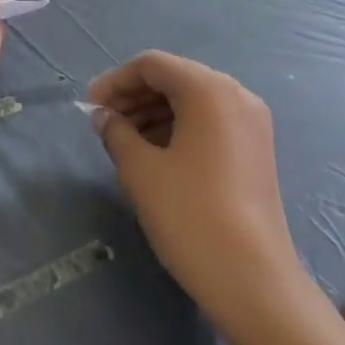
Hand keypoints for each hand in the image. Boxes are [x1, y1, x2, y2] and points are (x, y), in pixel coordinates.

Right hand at [88, 51, 309, 335]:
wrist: (253, 280)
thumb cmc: (190, 214)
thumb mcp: (141, 170)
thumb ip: (116, 132)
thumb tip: (103, 117)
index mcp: (209, 90)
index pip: (153, 65)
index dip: (115, 81)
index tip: (89, 107)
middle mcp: (236, 95)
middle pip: (175, 78)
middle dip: (134, 96)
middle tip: (103, 124)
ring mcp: (251, 124)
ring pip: (192, 101)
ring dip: (153, 112)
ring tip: (123, 141)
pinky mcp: (255, 150)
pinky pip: (209, 122)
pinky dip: (178, 128)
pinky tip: (154, 154)